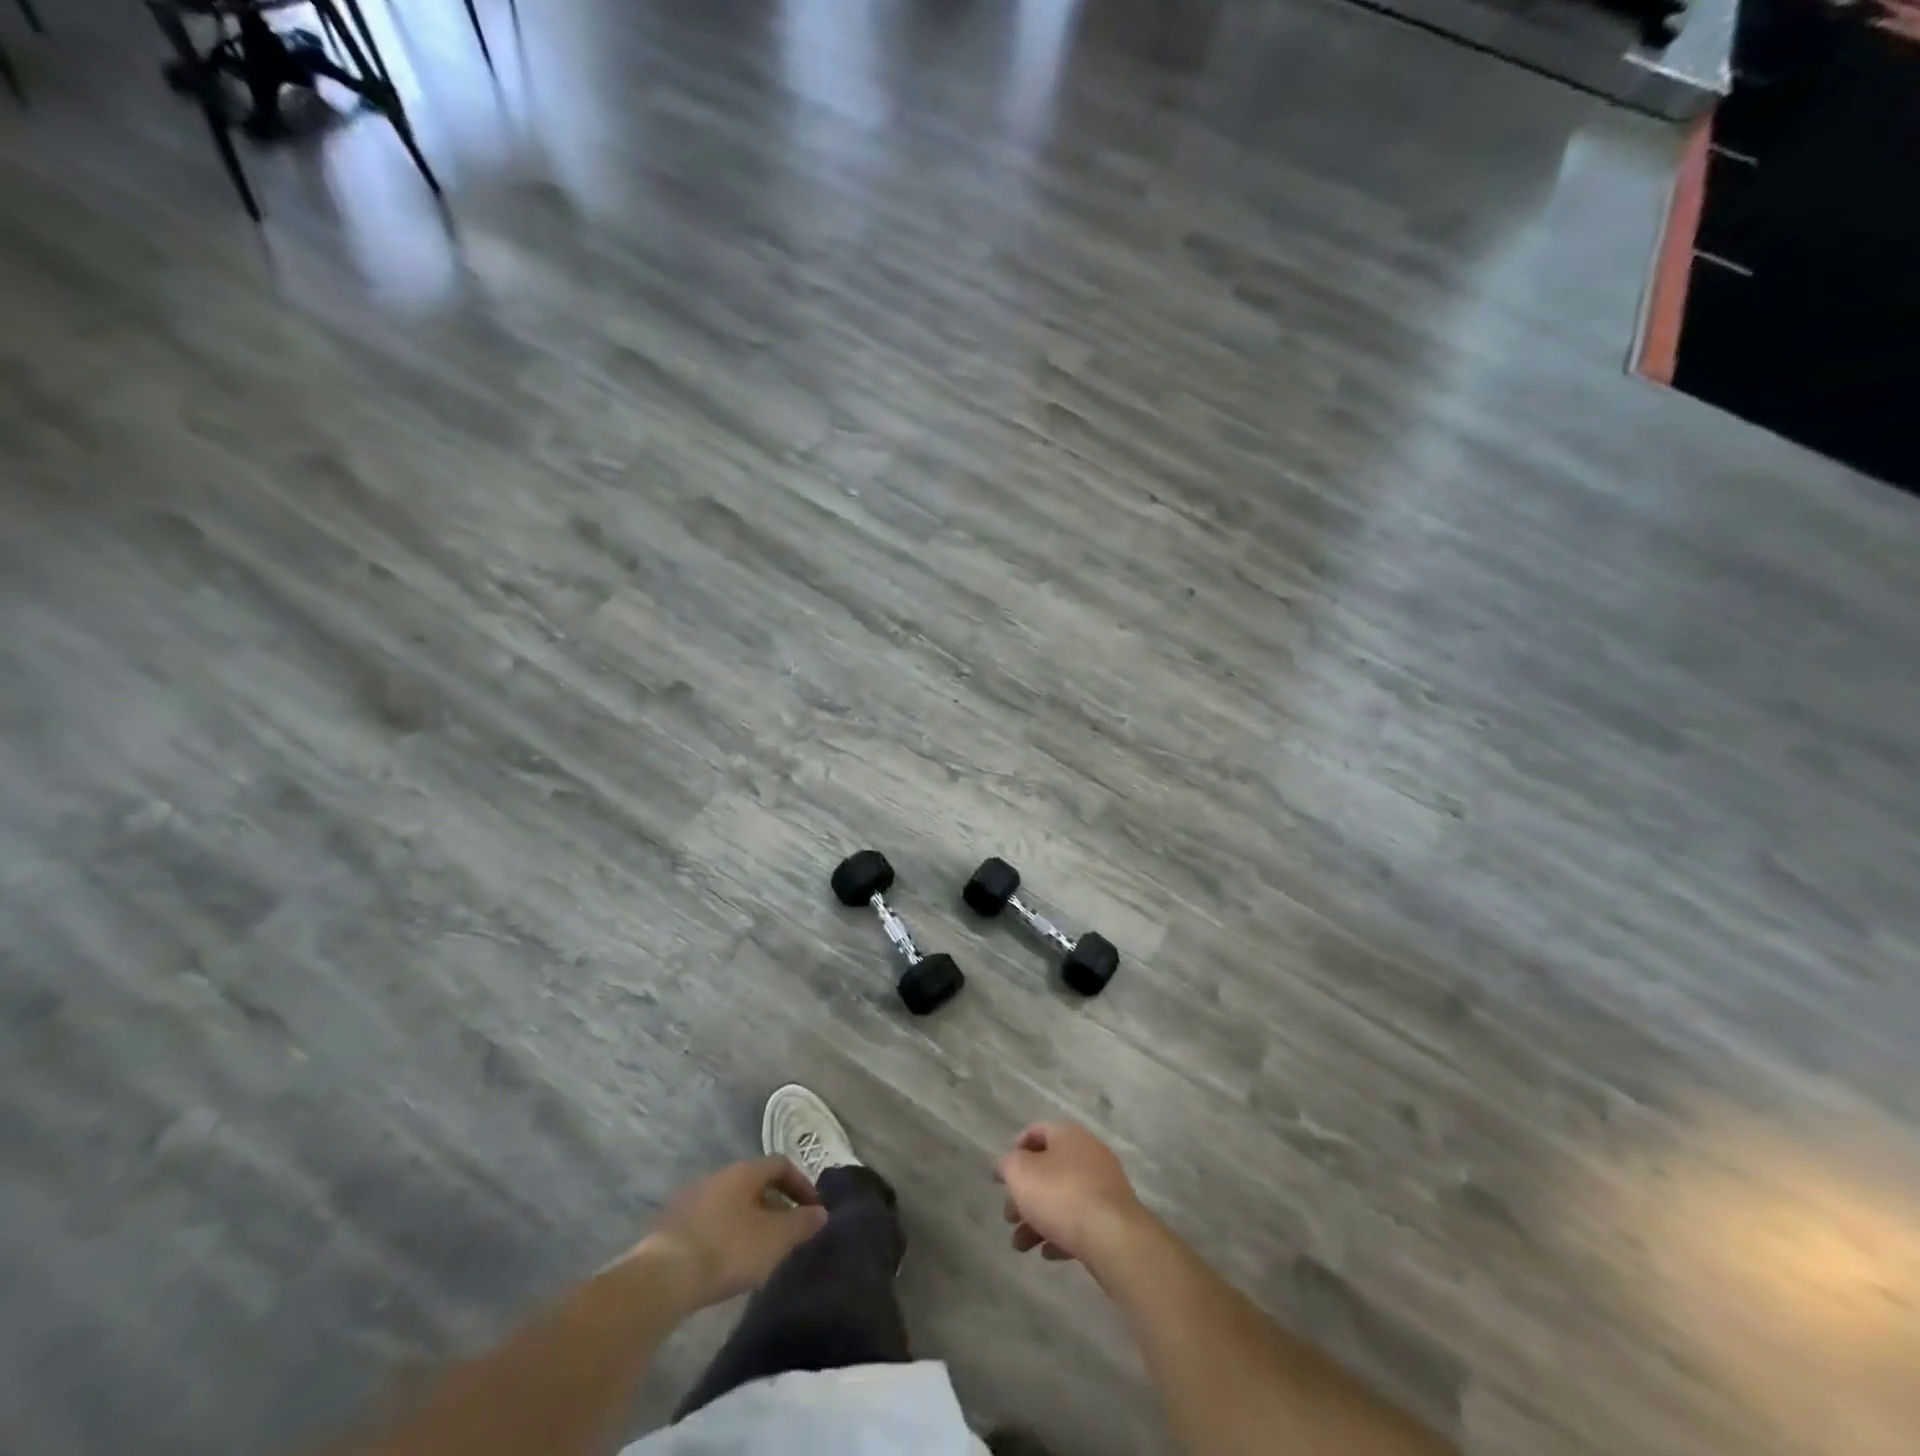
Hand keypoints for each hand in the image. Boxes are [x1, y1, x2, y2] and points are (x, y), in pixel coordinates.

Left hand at [631, 1157, 827, 1307]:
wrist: (662, 1278)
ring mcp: (691, 1199)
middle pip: (755, 1184)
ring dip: (750, 1222)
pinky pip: (711, 1223)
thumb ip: (801, 1224)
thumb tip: (821, 1213)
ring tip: (760, 1254)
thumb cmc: (727, 1249)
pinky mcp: (672, 1226)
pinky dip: (726, 1236)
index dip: (802, 1184)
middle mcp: (718, 1176)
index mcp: (744, 1171)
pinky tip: (727, 1264)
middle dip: (776, 1206)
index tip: (813, 1211)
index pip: (781, 1165)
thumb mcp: (775, 1239)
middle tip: (788, 1235)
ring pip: (732, 1204)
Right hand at [996, 1122, 1149, 1269]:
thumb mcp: (1020, 1173)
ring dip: (1038, 1219)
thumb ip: (1008, 1165)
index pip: (1037, 1131)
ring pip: (1063, 1198)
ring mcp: (1105, 1186)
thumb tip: (1006, 1165)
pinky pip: (1081, 1221)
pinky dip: (1061, 1234)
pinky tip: (1048, 1253)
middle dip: (1025, 1194)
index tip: (1001, 1177)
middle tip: (1008, 1216)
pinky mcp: (1114, 1217)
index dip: (1015, 1150)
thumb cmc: (1061, 1195)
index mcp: (1068, 1134)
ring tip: (1020, 1245)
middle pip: (1049, 1169)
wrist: (1113, 1237)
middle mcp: (1089, 1154)